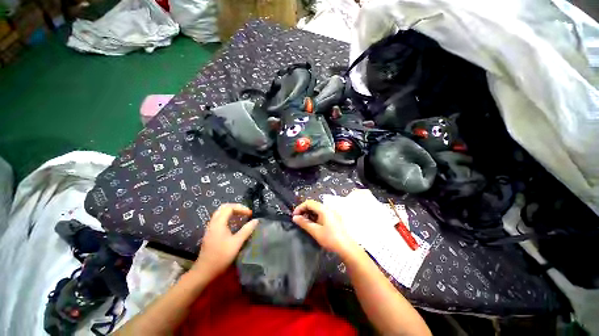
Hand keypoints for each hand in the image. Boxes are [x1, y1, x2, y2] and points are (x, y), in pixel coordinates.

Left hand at [191, 203, 257, 280]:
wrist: (204, 272)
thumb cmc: (221, 256)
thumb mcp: (236, 243)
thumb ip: (246, 230)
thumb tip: (256, 220)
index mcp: (219, 223)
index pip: (229, 208)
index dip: (241, 208)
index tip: (250, 214)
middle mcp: (213, 223)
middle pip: (223, 208)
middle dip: (236, 207)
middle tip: (245, 212)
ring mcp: (210, 228)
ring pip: (220, 213)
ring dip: (231, 212)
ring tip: (242, 216)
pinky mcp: (210, 234)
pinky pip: (219, 220)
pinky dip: (228, 218)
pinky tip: (234, 224)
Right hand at [292, 200, 357, 256]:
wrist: (347, 247)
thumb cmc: (330, 239)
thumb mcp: (315, 231)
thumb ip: (304, 223)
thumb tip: (295, 217)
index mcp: (324, 209)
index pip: (309, 202)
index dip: (300, 208)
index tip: (294, 216)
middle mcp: (328, 208)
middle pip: (313, 205)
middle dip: (304, 210)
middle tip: (298, 220)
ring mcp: (332, 212)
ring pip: (317, 209)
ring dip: (309, 214)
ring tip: (305, 223)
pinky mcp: (334, 217)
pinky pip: (322, 213)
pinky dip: (315, 216)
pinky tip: (314, 224)